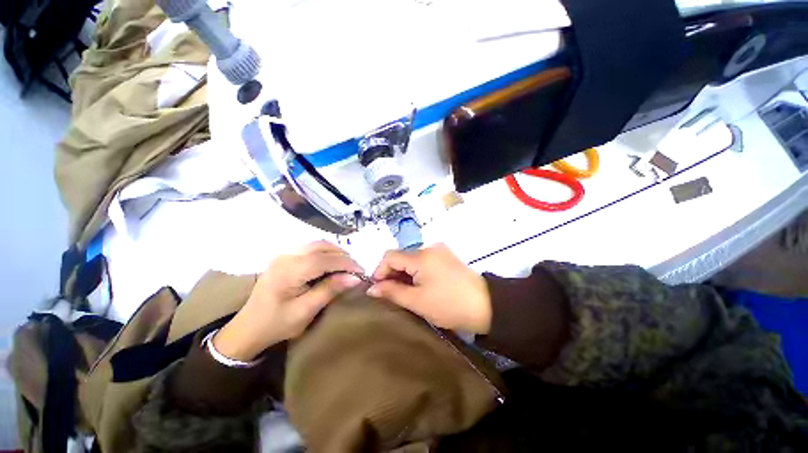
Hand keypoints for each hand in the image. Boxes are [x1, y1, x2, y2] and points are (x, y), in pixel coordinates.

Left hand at [214, 241, 362, 360]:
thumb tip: (354, 278)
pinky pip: (311, 248)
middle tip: (356, 269)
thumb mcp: (306, 311)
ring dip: (335, 252)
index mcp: (289, 271)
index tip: (362, 272)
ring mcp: (284, 255)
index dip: (346, 263)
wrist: (248, 328)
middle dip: (343, 256)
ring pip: (317, 244)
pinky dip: (326, 253)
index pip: (324, 259)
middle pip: (321, 247)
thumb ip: (330, 290)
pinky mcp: (285, 257)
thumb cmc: (277, 324)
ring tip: (347, 266)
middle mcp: (286, 257)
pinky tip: (332, 263)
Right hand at [367, 244, 490, 333]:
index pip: (390, 256)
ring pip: (411, 259)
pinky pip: (423, 261)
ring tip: (405, 292)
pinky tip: (419, 285)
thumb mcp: (417, 301)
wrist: (486, 306)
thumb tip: (371, 288)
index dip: (380, 271)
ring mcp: (439, 251)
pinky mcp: (446, 256)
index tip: (379, 289)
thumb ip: (392, 292)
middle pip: (401, 256)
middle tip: (391, 294)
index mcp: (421, 256)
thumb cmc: (449, 305)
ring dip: (404, 273)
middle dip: (392, 273)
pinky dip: (416, 272)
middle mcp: (429, 247)